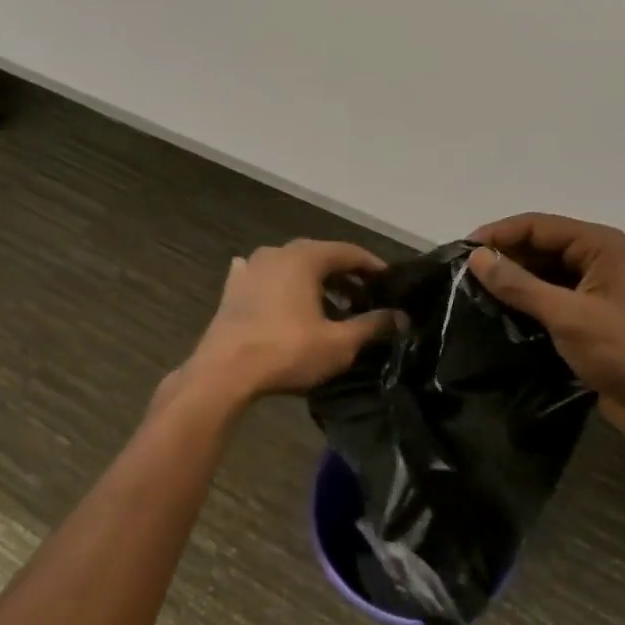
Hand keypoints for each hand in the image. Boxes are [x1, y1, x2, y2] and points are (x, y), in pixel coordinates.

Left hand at [175, 240, 394, 410]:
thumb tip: (400, 317)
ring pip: (291, 267)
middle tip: (365, 296)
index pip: (348, 252)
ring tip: (331, 307)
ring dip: (314, 283)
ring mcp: (250, 267)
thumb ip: (372, 326)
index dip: (371, 266)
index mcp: (304, 257)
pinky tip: (284, 299)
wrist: (224, 372)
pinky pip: (266, 279)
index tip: (389, 281)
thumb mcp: (339, 343)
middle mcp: (277, 252)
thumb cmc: (287, 351)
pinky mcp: (232, 288)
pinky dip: (282, 287)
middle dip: (343, 275)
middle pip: (319, 256)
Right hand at [468, 213, 624, 440]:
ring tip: (472, 294)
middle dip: (503, 257)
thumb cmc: (624, 351)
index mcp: (599, 245)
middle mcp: (596, 258)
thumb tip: (475, 257)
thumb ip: (519, 285)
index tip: (461, 252)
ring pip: (542, 273)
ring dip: (512, 281)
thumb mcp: (567, 315)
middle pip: (539, 246)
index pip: (537, 226)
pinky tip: (498, 314)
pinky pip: (549, 298)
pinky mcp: (588, 317)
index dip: (498, 234)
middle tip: (462, 276)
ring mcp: (594, 289)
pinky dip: (525, 303)